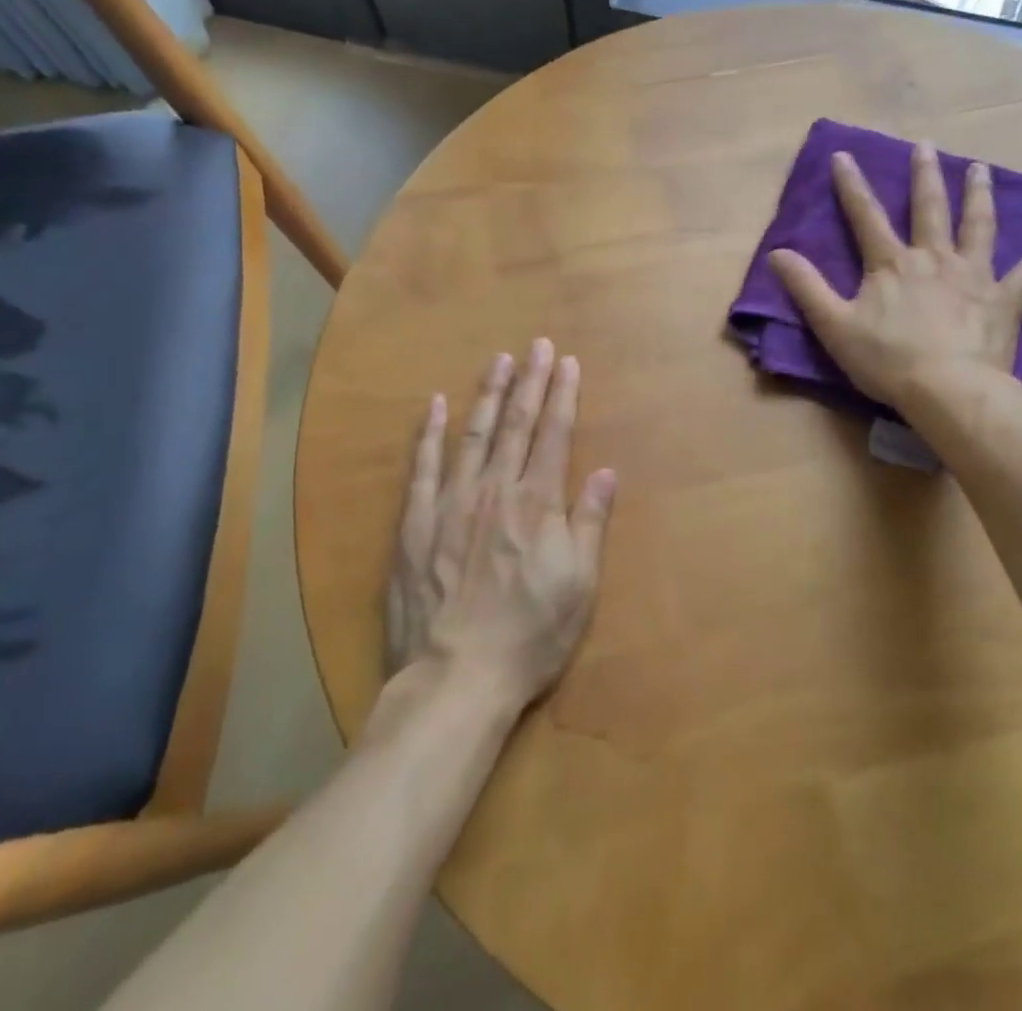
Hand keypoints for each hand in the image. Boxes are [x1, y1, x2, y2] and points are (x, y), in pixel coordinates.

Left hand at [385, 340, 616, 709]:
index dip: (563, 395)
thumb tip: (605, 472)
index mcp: (537, 503)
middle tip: (537, 346)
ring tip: (499, 361)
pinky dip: (430, 433)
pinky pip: (423, 466)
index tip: (567, 362)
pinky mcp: (415, 522)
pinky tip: (436, 405)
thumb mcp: (578, 585)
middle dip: (530, 382)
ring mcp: (451, 502)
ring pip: (473, 434)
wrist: (456, 677)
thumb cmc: (529, 635)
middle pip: (516, 424)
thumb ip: (589, 523)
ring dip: (488, 395)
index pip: (555, 434)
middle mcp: (495, 489)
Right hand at [770, 145, 1021, 409]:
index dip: (852, 185)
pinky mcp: (1003, 301)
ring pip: (978, 227)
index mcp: (891, 264)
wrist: (948, 391)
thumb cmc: (887, 360)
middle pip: (929, 209)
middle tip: (926, 145)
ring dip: (978, 196)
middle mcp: (933, 258)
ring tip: (981, 169)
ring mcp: (973, 276)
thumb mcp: (833, 325)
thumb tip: (776, 253)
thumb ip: (806, 287)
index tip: (844, 154)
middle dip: (924, 175)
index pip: (866, 216)